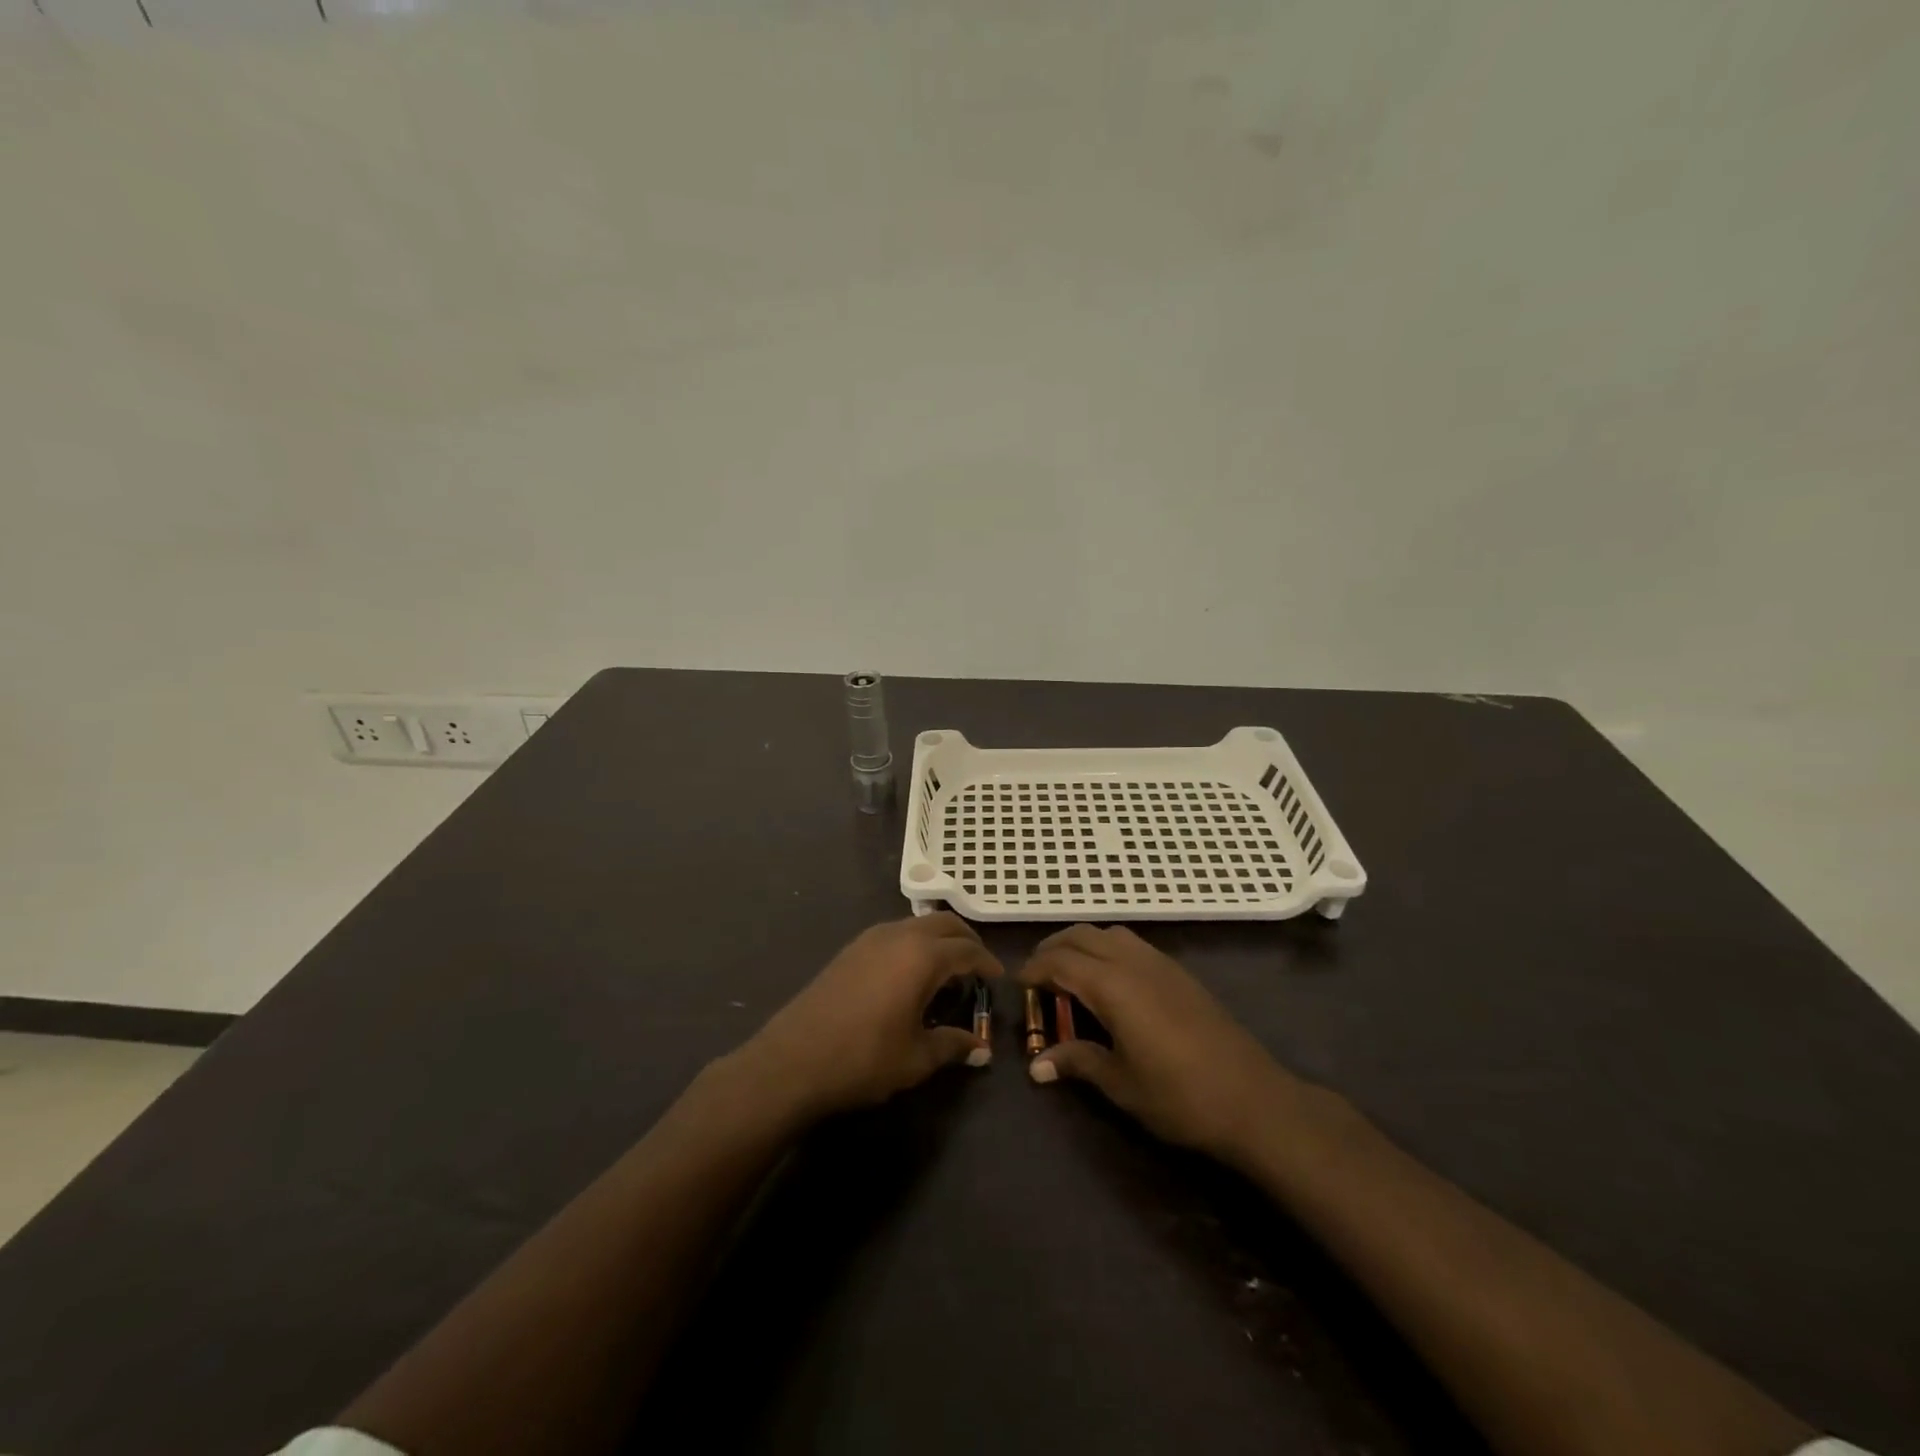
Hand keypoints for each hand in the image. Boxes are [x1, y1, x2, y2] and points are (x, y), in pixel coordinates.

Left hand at [736, 913, 1001, 1121]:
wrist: (792, 1060)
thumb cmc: (863, 1059)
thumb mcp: (916, 1058)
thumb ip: (952, 1046)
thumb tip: (981, 1049)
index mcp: (922, 956)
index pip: (967, 950)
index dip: (987, 962)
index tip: (998, 978)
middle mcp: (899, 935)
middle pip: (944, 923)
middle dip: (967, 940)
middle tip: (978, 966)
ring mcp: (871, 938)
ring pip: (918, 924)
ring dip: (939, 939)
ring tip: (948, 970)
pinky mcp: (851, 949)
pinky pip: (895, 933)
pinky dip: (915, 943)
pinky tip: (911, 973)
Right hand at [1021, 925, 1293, 1161]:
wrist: (1254, 1100)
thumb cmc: (1180, 1096)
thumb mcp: (1121, 1084)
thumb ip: (1078, 1062)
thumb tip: (1037, 1066)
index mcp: (1113, 985)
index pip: (1060, 961)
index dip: (1034, 969)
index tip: (1018, 985)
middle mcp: (1133, 962)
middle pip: (1081, 935)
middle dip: (1053, 949)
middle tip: (1037, 978)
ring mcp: (1160, 963)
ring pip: (1109, 933)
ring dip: (1081, 945)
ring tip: (1069, 977)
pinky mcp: (1179, 973)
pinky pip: (1131, 944)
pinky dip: (1107, 950)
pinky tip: (1109, 984)